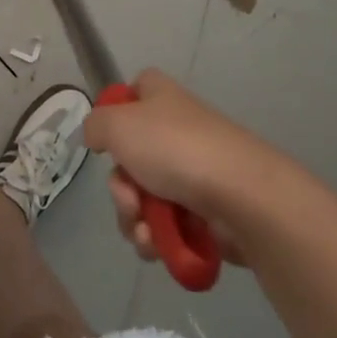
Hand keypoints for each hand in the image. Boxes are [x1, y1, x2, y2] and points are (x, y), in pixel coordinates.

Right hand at [83, 69, 288, 268]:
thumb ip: (95, 125)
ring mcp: (192, 172)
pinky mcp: (205, 212)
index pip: (133, 91)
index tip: (109, 140)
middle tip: (130, 199)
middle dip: (121, 189)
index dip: (117, 112)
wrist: (240, 196)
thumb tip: (96, 135)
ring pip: (144, 198)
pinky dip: (157, 238)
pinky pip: (166, 226)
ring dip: (134, 220)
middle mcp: (175, 130)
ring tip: (146, 232)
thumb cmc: (175, 148)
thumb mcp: (118, 125)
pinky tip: (158, 246)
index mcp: (160, 98)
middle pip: (129, 158)